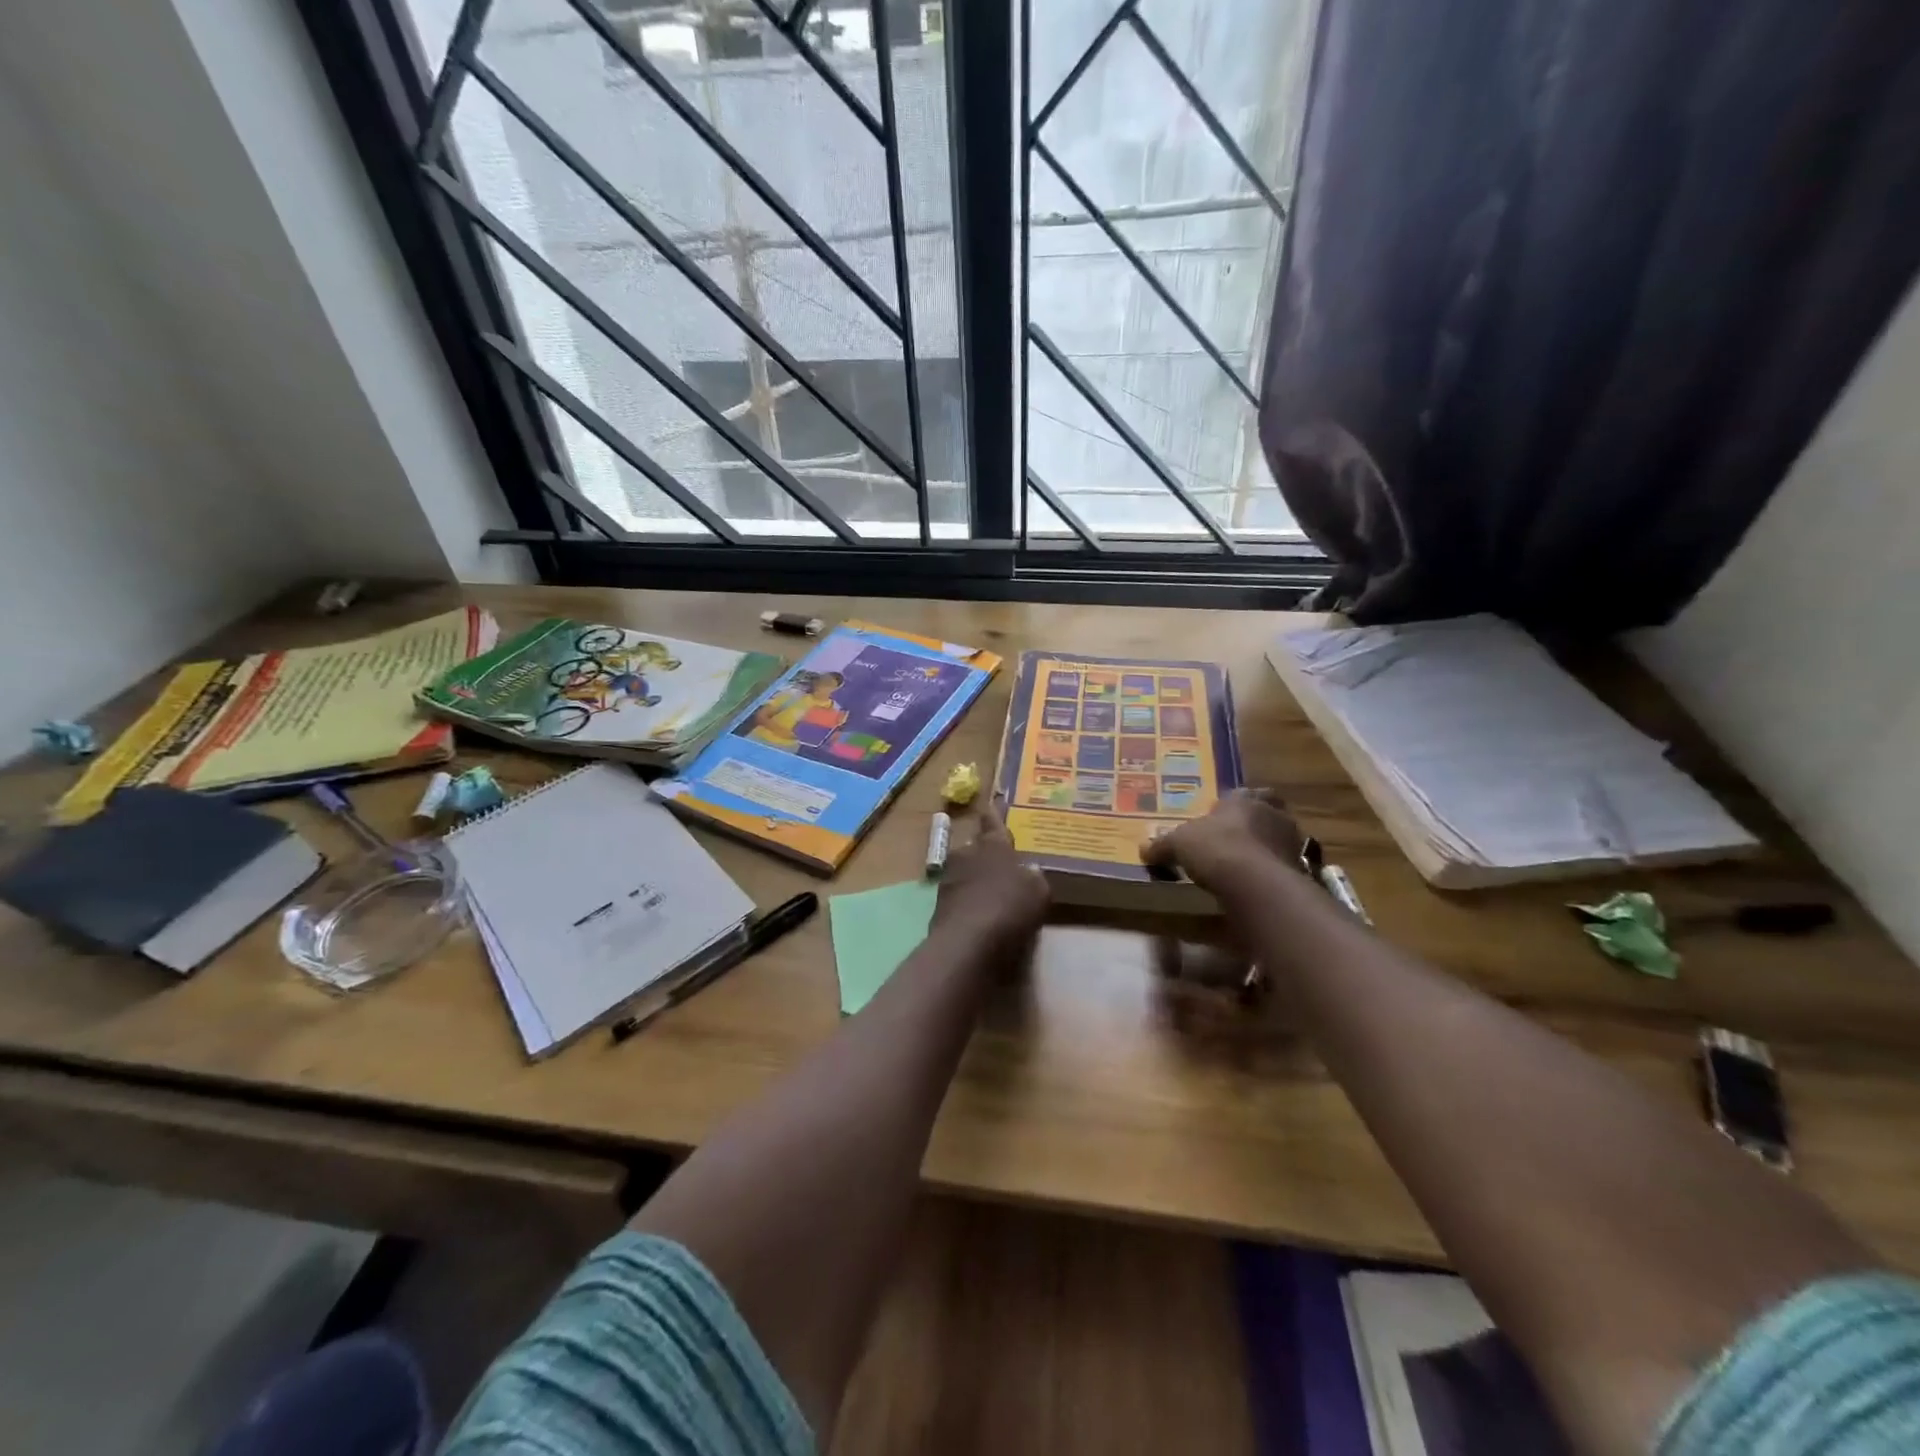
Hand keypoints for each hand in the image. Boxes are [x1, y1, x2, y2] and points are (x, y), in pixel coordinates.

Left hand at [932, 802, 1049, 951]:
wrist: (967, 942)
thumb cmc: (1010, 906)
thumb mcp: (1038, 891)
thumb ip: (1033, 877)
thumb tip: (1029, 871)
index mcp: (993, 845)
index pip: (993, 823)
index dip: (994, 814)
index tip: (991, 803)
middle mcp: (967, 854)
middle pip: (976, 847)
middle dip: (984, 852)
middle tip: (998, 861)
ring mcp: (949, 879)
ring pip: (964, 871)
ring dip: (974, 878)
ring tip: (989, 891)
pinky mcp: (939, 905)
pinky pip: (958, 896)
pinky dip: (967, 901)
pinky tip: (979, 914)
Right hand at [1141, 788, 1305, 899]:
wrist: (1255, 882)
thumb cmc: (1214, 848)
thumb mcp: (1178, 844)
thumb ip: (1163, 845)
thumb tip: (1144, 849)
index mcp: (1243, 799)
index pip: (1243, 793)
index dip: (1233, 804)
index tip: (1221, 816)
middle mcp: (1272, 814)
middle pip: (1268, 812)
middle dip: (1256, 822)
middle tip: (1239, 837)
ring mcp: (1291, 841)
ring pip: (1280, 838)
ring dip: (1267, 847)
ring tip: (1248, 864)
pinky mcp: (1301, 869)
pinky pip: (1286, 866)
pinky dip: (1274, 872)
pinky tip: (1258, 884)